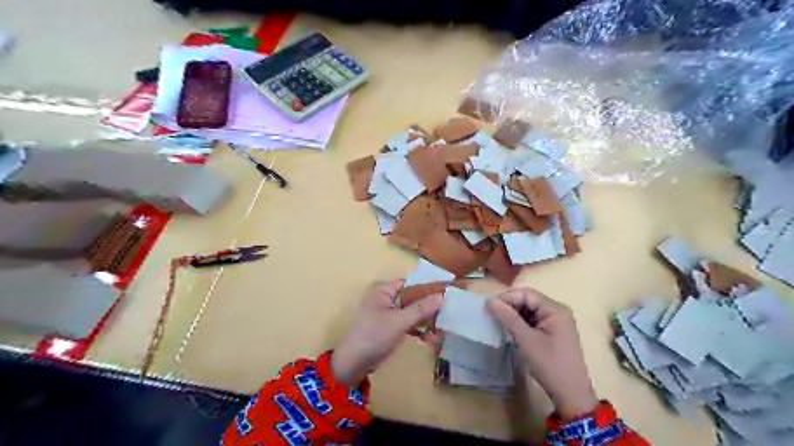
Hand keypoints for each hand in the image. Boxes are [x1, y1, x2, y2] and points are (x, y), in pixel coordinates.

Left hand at [332, 279, 444, 385]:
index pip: (411, 283)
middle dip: (431, 307)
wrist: (353, 364)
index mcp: (385, 290)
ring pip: (414, 313)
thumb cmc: (374, 336)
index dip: (429, 287)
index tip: (449, 292)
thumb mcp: (399, 321)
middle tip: (450, 314)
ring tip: (443, 330)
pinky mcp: (392, 328)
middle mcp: (388, 299)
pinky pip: (410, 325)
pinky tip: (432, 340)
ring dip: (427, 321)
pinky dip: (420, 331)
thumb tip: (443, 296)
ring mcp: (390, 314)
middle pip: (414, 298)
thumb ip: (421, 308)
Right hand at [487, 288, 598, 417]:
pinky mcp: (552, 332)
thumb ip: (509, 318)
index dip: (507, 298)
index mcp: (555, 309)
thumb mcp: (526, 340)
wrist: (571, 395)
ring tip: (498, 322)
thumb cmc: (549, 365)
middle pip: (528, 300)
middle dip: (510, 305)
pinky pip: (533, 320)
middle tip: (491, 315)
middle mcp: (557, 311)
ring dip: (514, 314)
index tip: (489, 307)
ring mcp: (556, 322)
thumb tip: (491, 301)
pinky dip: (520, 323)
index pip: (527, 294)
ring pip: (529, 310)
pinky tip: (510, 329)